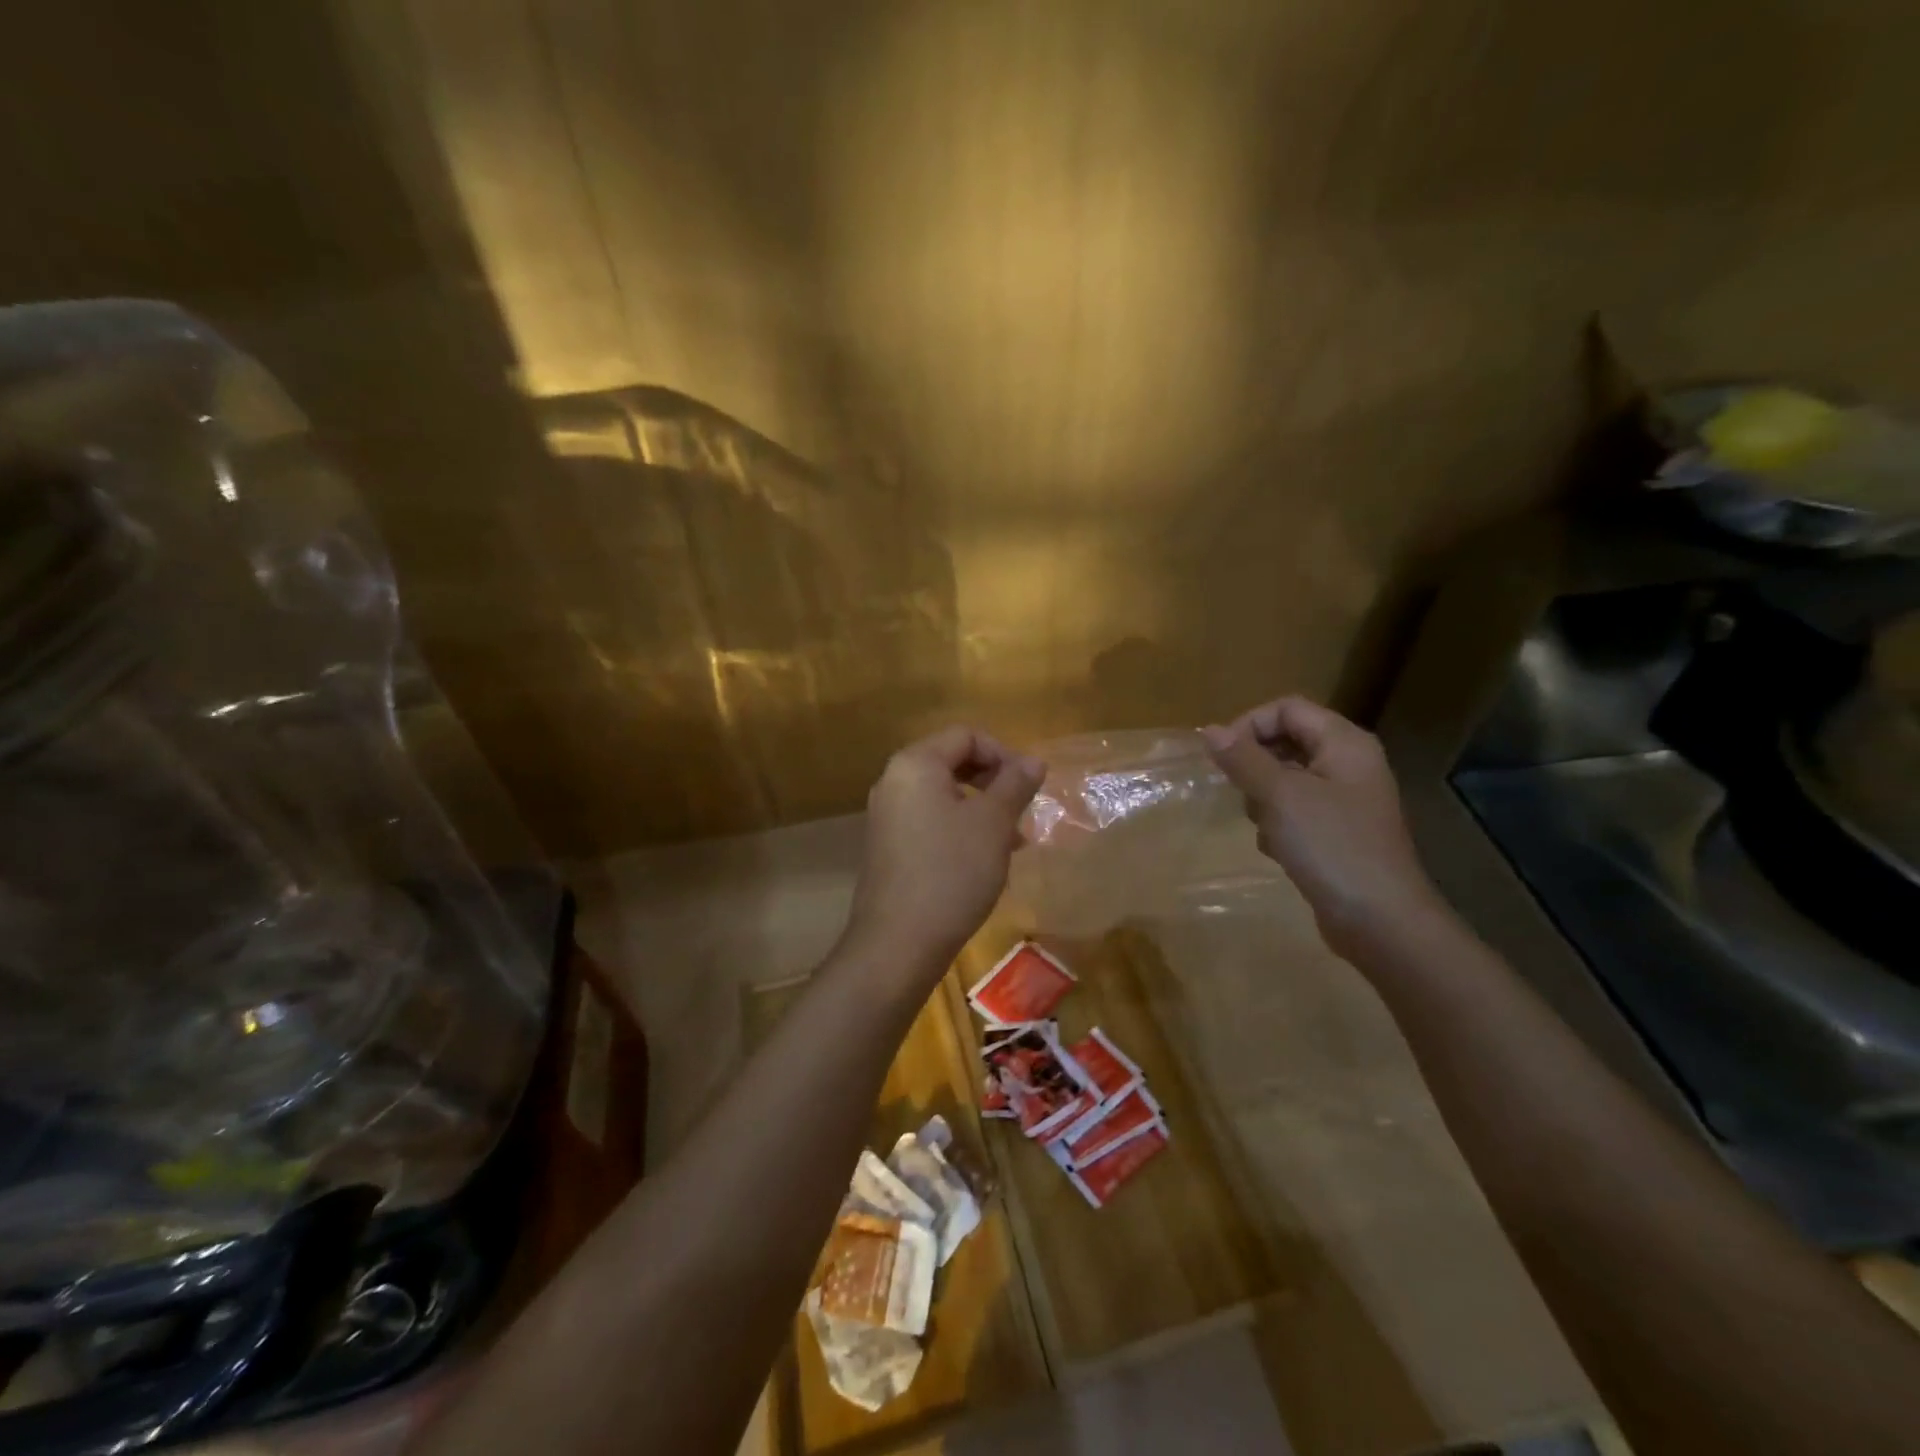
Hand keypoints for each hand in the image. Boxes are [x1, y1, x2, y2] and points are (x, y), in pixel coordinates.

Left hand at [842, 727, 1045, 984]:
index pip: (965, 735)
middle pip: (952, 762)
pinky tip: (984, 861)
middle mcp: (893, 782)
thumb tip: (1033, 760)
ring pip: (943, 796)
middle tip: (1022, 811)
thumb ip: (1014, 784)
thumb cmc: (951, 872)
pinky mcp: (887, 848)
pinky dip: (960, 830)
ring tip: (1013, 842)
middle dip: (993, 783)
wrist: (898, 943)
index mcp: (915, 764)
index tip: (1029, 786)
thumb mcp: (993, 824)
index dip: (1003, 753)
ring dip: (982, 810)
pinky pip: (929, 822)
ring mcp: (886, 817)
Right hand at [1201, 697, 1446, 958]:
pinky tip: (1279, 849)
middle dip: (1255, 765)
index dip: (1250, 724)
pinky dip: (1280, 824)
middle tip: (1240, 792)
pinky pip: (1296, 812)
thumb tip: (1209, 731)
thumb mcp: (1280, 796)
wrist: (1380, 921)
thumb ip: (1243, 759)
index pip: (1287, 708)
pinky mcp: (1338, 833)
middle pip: (1287, 741)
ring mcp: (1345, 800)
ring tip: (1264, 825)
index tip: (1221, 757)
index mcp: (1344, 743)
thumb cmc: (1331, 846)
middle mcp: (1349, 764)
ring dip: (1264, 799)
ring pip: (1286, 780)